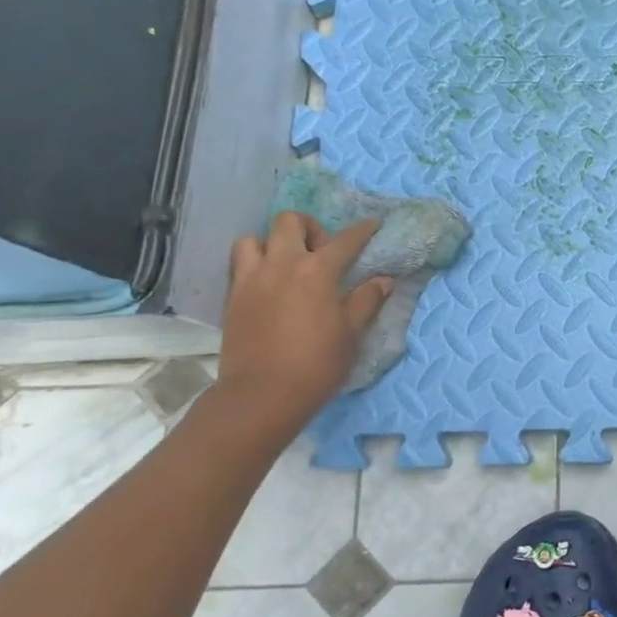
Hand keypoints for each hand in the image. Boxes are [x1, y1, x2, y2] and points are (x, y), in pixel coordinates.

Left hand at [218, 212, 391, 436]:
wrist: (262, 395)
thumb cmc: (317, 364)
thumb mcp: (352, 333)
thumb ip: (366, 300)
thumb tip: (383, 280)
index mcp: (318, 271)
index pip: (346, 240)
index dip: (363, 230)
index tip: (373, 225)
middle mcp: (282, 264)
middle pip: (291, 221)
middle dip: (310, 228)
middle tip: (321, 251)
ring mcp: (252, 278)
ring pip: (255, 237)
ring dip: (273, 243)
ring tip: (286, 264)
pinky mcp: (233, 296)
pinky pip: (239, 263)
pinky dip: (254, 263)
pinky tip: (269, 283)